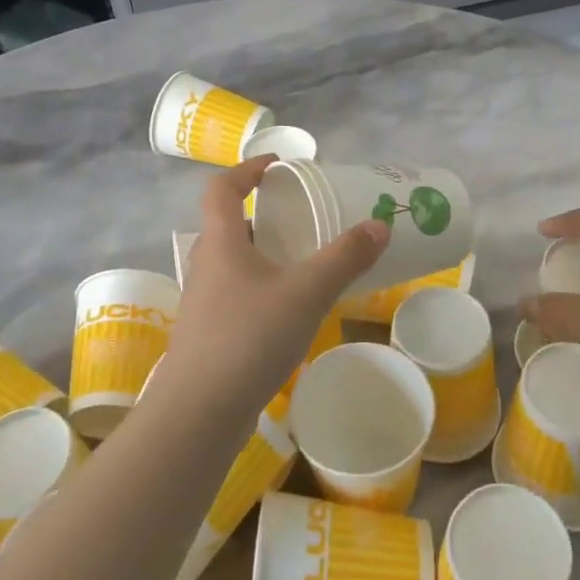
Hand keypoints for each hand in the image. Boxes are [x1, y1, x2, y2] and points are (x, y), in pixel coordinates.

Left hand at [160, 156, 388, 410]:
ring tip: (302, 263)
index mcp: (221, 242)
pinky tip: (288, 312)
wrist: (199, 412)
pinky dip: (261, 289)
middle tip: (302, 219)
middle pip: (229, 225)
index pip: (222, 188)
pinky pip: (236, 295)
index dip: (246, 169)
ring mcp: (203, 302)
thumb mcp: (306, 293)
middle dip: (264, 217)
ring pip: (233, 264)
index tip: (277, 166)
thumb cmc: (249, 338)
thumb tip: (379, 225)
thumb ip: (344, 258)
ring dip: (263, 255)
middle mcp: (206, 265)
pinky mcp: (208, 334)